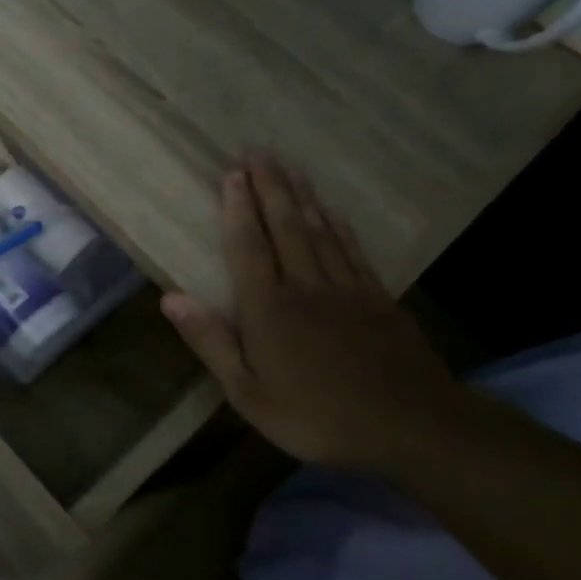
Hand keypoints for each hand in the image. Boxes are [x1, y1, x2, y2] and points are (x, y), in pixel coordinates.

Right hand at [160, 160, 463, 470]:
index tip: (231, 174)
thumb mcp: (248, 392)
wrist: (411, 427)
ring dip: (301, 198)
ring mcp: (347, 290)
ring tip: (289, 169)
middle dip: (270, 188)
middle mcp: (306, 287)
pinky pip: (352, 251)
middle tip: (259, 152)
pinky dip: (338, 226)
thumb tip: (170, 298)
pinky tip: (332, 212)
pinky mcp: (378, 300)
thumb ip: (211, 342)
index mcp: (268, 309)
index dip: (237, 210)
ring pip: (320, 232)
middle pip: (285, 228)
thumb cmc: (316, 416)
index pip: (248, 247)